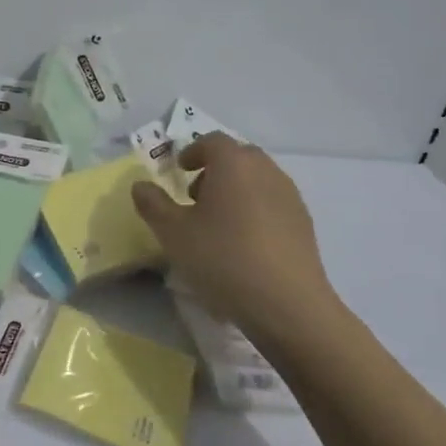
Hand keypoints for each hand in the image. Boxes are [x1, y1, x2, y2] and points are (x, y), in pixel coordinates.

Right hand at [132, 134, 342, 340]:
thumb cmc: (222, 258)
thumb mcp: (173, 233)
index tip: (179, 171)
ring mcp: (290, 197)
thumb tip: (141, 185)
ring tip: (217, 223)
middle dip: (215, 169)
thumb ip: (153, 204)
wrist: (287, 304)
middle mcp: (266, 171)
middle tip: (195, 196)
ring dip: (236, 190)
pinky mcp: (304, 224)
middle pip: (239, 156)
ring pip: (258, 179)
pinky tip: (243, 243)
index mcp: (233, 164)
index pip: (212, 141)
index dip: (192, 151)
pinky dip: (254, 210)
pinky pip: (272, 203)